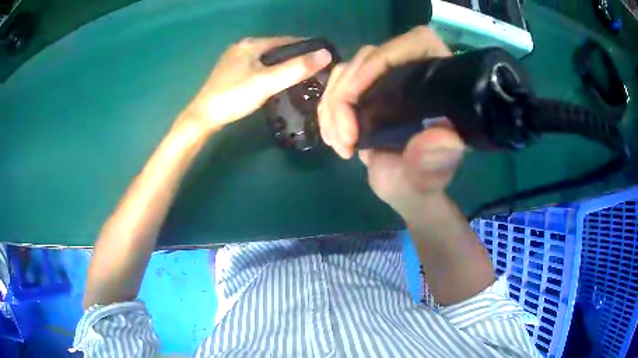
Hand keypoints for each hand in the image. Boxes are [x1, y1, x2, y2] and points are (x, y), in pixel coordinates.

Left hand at [180, 36, 332, 132]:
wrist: (203, 117)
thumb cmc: (234, 97)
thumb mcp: (267, 82)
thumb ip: (296, 69)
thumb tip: (326, 54)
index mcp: (252, 44)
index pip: (287, 40)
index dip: (306, 47)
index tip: (323, 57)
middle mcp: (242, 46)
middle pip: (276, 48)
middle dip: (295, 56)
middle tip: (314, 69)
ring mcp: (234, 59)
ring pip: (266, 58)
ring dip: (282, 64)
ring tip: (300, 76)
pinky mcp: (230, 72)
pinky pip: (257, 66)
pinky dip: (270, 70)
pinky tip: (276, 81)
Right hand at [318, 26, 462, 217]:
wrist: (403, 188)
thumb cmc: (421, 181)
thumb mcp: (430, 175)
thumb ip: (435, 159)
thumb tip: (440, 136)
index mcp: (439, 81)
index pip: (412, 44)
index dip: (378, 62)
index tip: (354, 99)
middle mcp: (412, 71)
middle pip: (369, 57)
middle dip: (346, 96)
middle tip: (345, 140)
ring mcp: (385, 79)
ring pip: (347, 71)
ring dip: (332, 106)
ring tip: (339, 143)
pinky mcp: (365, 90)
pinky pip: (336, 86)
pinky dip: (327, 111)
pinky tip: (333, 136)